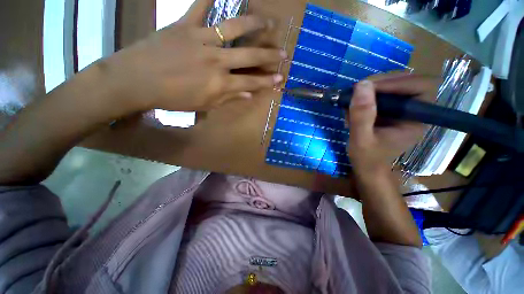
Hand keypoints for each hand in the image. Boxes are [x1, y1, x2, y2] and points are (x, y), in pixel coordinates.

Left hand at [97, 0, 284, 112]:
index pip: (251, 82)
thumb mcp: (204, 104)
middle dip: (269, 55)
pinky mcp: (185, 25)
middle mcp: (216, 60)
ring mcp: (202, 39)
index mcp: (220, 83)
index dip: (266, 81)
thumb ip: (228, 99)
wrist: (137, 81)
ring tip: (269, 21)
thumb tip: (248, 95)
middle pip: (249, 56)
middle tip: (283, 53)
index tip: (280, 78)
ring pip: (234, 28)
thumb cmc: (172, 98)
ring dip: (254, 24)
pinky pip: (200, 6)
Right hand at [346, 73, 438, 175]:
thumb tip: (361, 85)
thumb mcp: (361, 139)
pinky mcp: (390, 111)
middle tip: (356, 91)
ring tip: (352, 103)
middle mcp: (414, 111)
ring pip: (392, 85)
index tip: (369, 87)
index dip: (398, 82)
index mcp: (417, 119)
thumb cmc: (367, 158)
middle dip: (380, 83)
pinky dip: (364, 97)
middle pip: (407, 81)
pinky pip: (381, 94)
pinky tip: (353, 108)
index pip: (422, 87)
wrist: (367, 167)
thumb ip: (362, 115)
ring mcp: (401, 110)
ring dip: (370, 90)